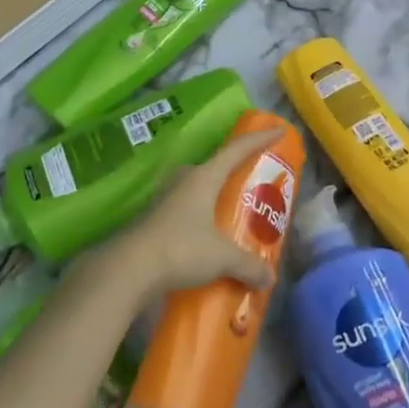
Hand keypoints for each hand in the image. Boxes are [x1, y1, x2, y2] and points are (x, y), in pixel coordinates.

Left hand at [108, 128, 283, 296]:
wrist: (128, 269)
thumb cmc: (180, 249)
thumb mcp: (221, 257)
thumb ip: (248, 265)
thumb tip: (269, 277)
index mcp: (204, 177)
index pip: (237, 150)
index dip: (260, 139)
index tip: (279, 130)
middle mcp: (184, 180)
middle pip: (215, 167)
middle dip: (235, 172)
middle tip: (254, 184)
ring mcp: (166, 197)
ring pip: (198, 189)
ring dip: (215, 197)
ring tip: (233, 213)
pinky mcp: (155, 218)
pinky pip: (186, 209)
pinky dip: (201, 218)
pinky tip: (208, 237)